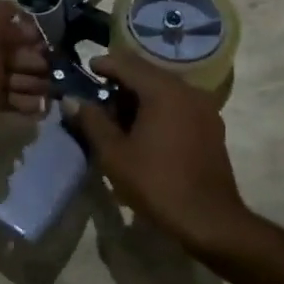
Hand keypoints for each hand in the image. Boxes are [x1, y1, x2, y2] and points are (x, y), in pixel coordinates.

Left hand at [0, 0, 48, 162]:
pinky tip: (37, 107)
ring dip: (28, 81)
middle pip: (0, 51)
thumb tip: (11, 10)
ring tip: (46, 92)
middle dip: (28, 59)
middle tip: (48, 70)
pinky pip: (1, 97)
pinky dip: (20, 99)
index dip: (20, 31)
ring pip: (3, 76)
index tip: (42, 43)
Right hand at [63, 51, 251, 255]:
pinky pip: (179, 104)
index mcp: (163, 90)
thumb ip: (91, 121)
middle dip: (121, 82)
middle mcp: (187, 90)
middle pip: (147, 74)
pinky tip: (146, 130)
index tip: (86, 69)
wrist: (210, 220)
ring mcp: (204, 107)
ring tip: (119, 118)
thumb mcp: (114, 154)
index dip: (104, 64)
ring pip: (164, 89)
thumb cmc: (157, 184)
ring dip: (140, 97)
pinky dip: (159, 108)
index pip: (127, 64)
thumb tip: (72, 100)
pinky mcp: (211, 126)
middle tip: (99, 99)